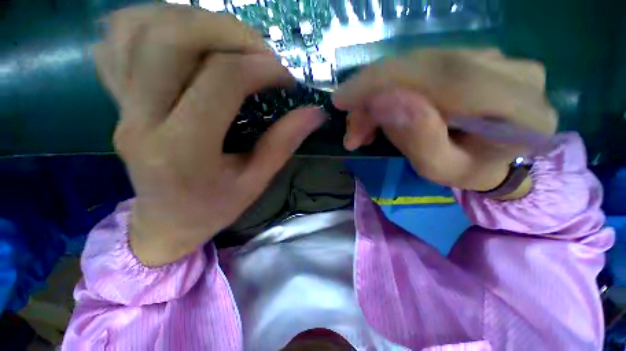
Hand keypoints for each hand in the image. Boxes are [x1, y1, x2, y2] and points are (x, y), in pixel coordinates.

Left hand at [94, 5, 326, 265]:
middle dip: (227, 31)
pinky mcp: (115, 100)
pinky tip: (183, 38)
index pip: (221, 81)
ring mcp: (120, 106)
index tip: (286, 79)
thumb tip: (314, 113)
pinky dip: (151, 22)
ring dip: (192, 20)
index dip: (261, 68)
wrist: (166, 222)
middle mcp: (141, 121)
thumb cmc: (214, 208)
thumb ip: (284, 143)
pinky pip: (117, 40)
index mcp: (183, 151)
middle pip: (171, 39)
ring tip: (229, 42)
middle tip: (260, 52)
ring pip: (140, 29)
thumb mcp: (256, 181)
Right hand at [334, 49, 556, 192]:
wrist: (493, 157)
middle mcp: (512, 72)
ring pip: (415, 66)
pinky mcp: (472, 57)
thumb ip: (418, 137)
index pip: (445, 76)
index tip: (342, 99)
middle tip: (351, 129)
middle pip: (423, 67)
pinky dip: (390, 90)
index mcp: (520, 110)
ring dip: (377, 97)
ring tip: (361, 129)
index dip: (384, 81)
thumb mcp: (439, 168)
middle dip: (372, 95)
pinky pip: (419, 67)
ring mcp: (494, 58)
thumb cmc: (468, 171)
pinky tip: (377, 112)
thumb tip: (382, 100)